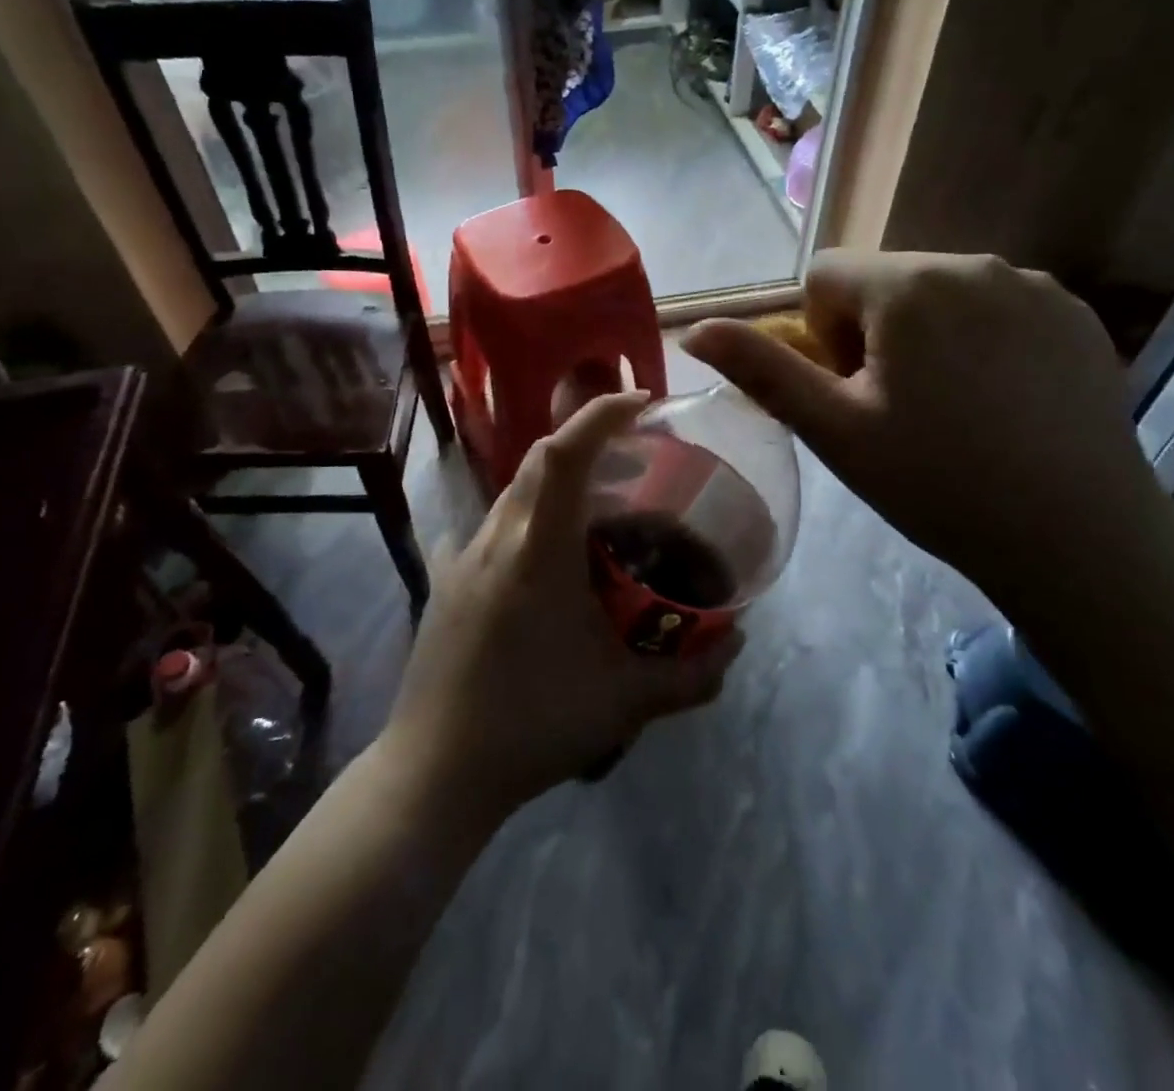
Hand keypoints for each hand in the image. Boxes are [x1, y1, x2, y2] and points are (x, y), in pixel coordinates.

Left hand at [382, 393, 743, 816]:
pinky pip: (488, 531)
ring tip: (596, 511)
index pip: (564, 453)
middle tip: (632, 459)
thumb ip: (692, 675)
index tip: (641, 401)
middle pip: (537, 461)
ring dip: (555, 484)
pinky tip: (537, 557)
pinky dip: (523, 522)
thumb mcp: (626, 702)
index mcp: (537, 549)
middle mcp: (495, 538)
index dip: (601, 414)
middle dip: (585, 441)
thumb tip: (738, 643)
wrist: (435, 771)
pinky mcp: (444, 583)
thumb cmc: (533, 725)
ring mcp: (462, 558)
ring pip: (513, 493)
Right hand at [682, 251, 1165, 600]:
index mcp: (907, 285)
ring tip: (954, 409)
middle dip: (872, 332)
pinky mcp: (1076, 313)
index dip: (821, 335)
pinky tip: (1005, 403)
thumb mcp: (833, 430)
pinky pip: (999, 306)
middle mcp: (973, 262)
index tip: (854, 392)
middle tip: (899, 409)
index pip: (824, 275)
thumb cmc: (936, 482)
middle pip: (883, 281)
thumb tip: (695, 329)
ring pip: (941, 292)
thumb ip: (761, 369)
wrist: (1076, 536)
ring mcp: (1034, 285)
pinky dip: (983, 340)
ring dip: (927, 334)